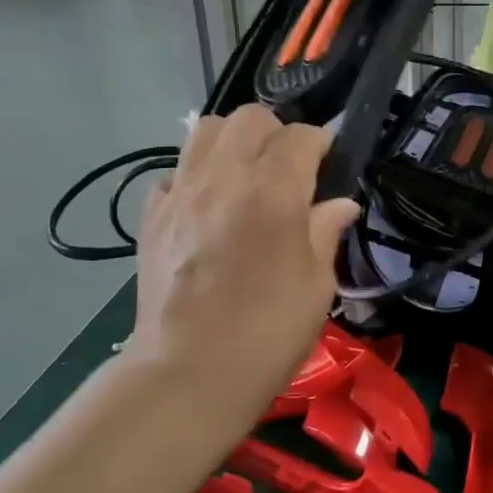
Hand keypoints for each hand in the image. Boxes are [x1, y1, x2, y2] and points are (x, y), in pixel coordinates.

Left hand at [124, 106, 359, 418]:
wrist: (188, 375)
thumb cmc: (268, 332)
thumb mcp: (317, 284)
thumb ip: (326, 231)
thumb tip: (340, 204)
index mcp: (274, 192)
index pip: (301, 136)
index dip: (321, 144)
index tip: (329, 166)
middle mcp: (224, 178)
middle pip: (250, 117)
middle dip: (276, 133)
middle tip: (288, 169)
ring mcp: (181, 193)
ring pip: (205, 130)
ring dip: (233, 142)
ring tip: (246, 176)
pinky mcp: (152, 216)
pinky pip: (175, 171)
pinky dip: (196, 176)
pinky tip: (209, 208)